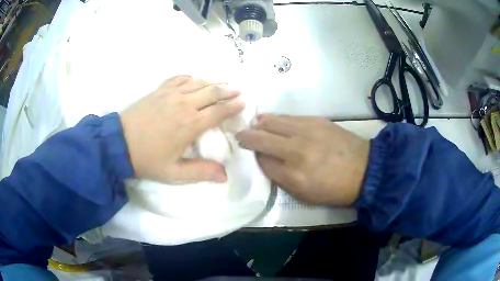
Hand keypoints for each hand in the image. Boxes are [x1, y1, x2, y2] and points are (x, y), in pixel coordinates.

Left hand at [120, 75, 244, 182]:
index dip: (233, 106)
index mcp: (190, 124)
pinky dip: (190, 77)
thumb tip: (225, 176)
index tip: (243, 102)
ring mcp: (171, 94)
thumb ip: (200, 172)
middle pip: (212, 92)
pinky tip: (195, 79)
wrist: (119, 143)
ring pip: (198, 82)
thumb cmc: (147, 159)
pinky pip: (179, 78)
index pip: (219, 111)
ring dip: (213, 81)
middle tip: (239, 90)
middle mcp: (184, 104)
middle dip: (228, 90)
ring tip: (224, 82)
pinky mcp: (159, 90)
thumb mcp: (173, 172)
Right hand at [236, 115, 368, 205]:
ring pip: (272, 122)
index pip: (262, 161)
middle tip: (241, 136)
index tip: (250, 154)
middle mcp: (296, 150)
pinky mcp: (316, 120)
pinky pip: (289, 117)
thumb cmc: (334, 189)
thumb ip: (281, 178)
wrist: (365, 170)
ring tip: (254, 125)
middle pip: (261, 137)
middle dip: (247, 136)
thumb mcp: (304, 195)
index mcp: (293, 175)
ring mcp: (307, 131)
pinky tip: (273, 121)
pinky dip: (277, 119)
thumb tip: (265, 160)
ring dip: (259, 124)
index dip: (253, 156)